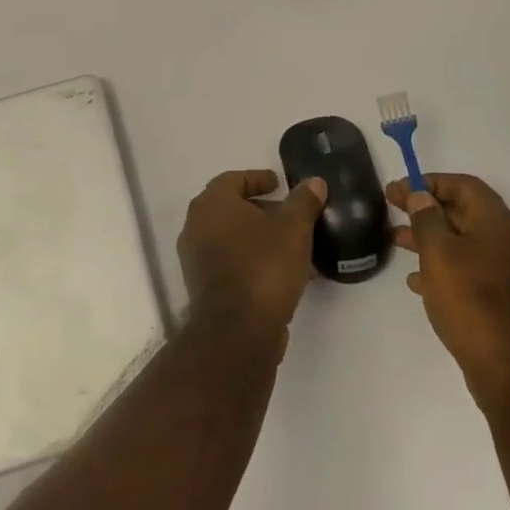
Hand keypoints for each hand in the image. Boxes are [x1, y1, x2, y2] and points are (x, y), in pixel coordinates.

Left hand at [178, 170, 326, 345]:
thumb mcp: (294, 228)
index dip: (258, 179)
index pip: (233, 179)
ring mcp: (196, 258)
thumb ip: (303, 202)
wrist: (237, 331)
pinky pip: (230, 261)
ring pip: (231, 237)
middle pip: (231, 208)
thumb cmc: (264, 266)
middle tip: (289, 214)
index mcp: (212, 203)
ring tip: (292, 245)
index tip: (279, 184)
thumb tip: (314, 182)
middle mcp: (196, 225)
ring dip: (259, 237)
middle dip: (261, 210)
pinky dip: (252, 259)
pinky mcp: (203, 286)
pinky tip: (281, 271)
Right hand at [388, 174, 509, 403]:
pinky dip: (443, 266)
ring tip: (396, 241)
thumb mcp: (439, 253)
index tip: (399, 190)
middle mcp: (508, 240)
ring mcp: (507, 270)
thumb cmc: (471, 301)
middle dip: (426, 209)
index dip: (429, 182)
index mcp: (497, 222)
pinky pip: (469, 269)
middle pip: (463, 211)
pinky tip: (417, 281)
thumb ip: (427, 219)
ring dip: (430, 238)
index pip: (463, 185)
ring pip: (463, 242)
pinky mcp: (502, 297)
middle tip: (392, 208)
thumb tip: (421, 197)